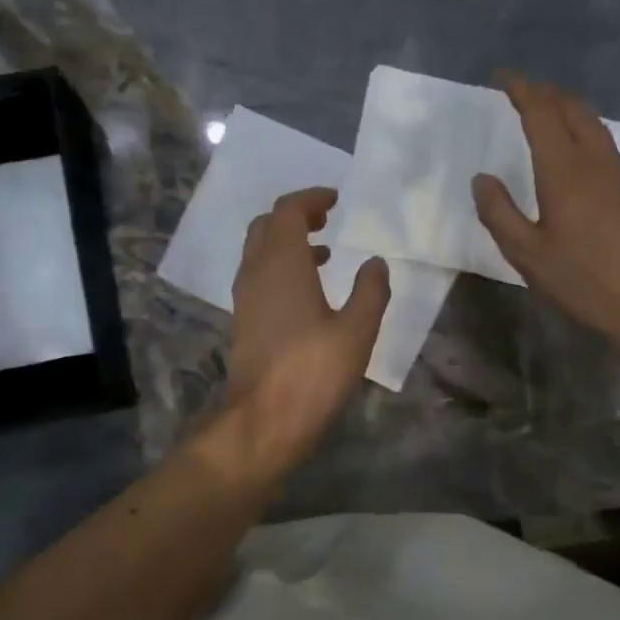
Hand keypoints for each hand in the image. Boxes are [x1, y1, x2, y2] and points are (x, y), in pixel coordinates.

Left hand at [224, 187, 389, 474]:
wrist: (263, 421)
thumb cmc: (313, 371)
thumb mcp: (357, 331)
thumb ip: (370, 291)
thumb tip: (375, 263)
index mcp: (282, 264)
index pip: (287, 210)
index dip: (311, 198)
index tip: (336, 200)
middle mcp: (256, 272)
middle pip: (266, 226)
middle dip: (295, 216)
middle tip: (327, 220)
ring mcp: (245, 298)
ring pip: (259, 252)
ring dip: (287, 243)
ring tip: (325, 254)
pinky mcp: (243, 322)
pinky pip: (258, 277)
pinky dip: (280, 268)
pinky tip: (308, 293)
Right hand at [472, 72, 619, 351]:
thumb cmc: (582, 280)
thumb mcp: (526, 254)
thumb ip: (499, 213)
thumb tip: (482, 178)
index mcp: (563, 171)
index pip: (541, 114)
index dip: (521, 90)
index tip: (502, 77)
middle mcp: (593, 162)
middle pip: (572, 109)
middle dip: (545, 92)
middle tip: (521, 90)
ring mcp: (617, 174)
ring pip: (592, 122)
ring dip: (567, 106)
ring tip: (546, 108)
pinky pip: (602, 141)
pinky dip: (582, 127)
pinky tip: (575, 145)